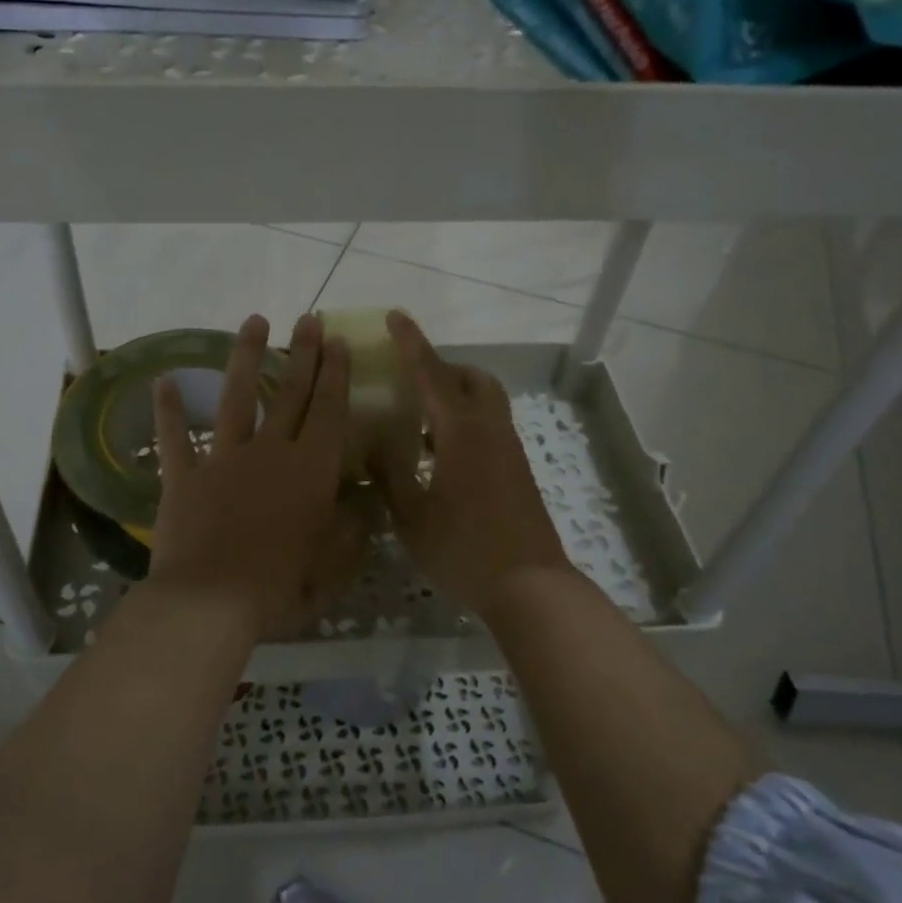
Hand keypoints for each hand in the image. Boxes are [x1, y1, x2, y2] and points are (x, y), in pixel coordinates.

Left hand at [147, 313, 352, 639]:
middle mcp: (270, 453)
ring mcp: (224, 460)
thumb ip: (348, 533)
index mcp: (311, 471)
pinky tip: (163, 380)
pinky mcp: (185, 477)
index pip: (329, 411)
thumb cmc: (278, 587)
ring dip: (247, 358)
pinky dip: (168, 411)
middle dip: (304, 353)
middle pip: (291, 394)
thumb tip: (359, 509)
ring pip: (237, 398)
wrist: (210, 601)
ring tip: (255, 322)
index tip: (339, 341)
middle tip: (310, 318)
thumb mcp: (329, 567)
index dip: (336, 374)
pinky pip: (175, 438)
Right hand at [372, 312, 573, 615]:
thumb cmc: (463, 549)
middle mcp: (490, 430)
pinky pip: (490, 427)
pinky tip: (440, 458)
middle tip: (411, 382)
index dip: (411, 343)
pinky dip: (465, 423)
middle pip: (472, 379)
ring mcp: (509, 450)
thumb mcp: (412, 514)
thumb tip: (372, 445)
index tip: (395, 316)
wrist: (529, 586)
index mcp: (461, 432)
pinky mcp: (517, 470)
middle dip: (443, 369)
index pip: (431, 374)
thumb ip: (389, 474)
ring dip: (456, 397)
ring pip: (485, 402)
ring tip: (419, 424)